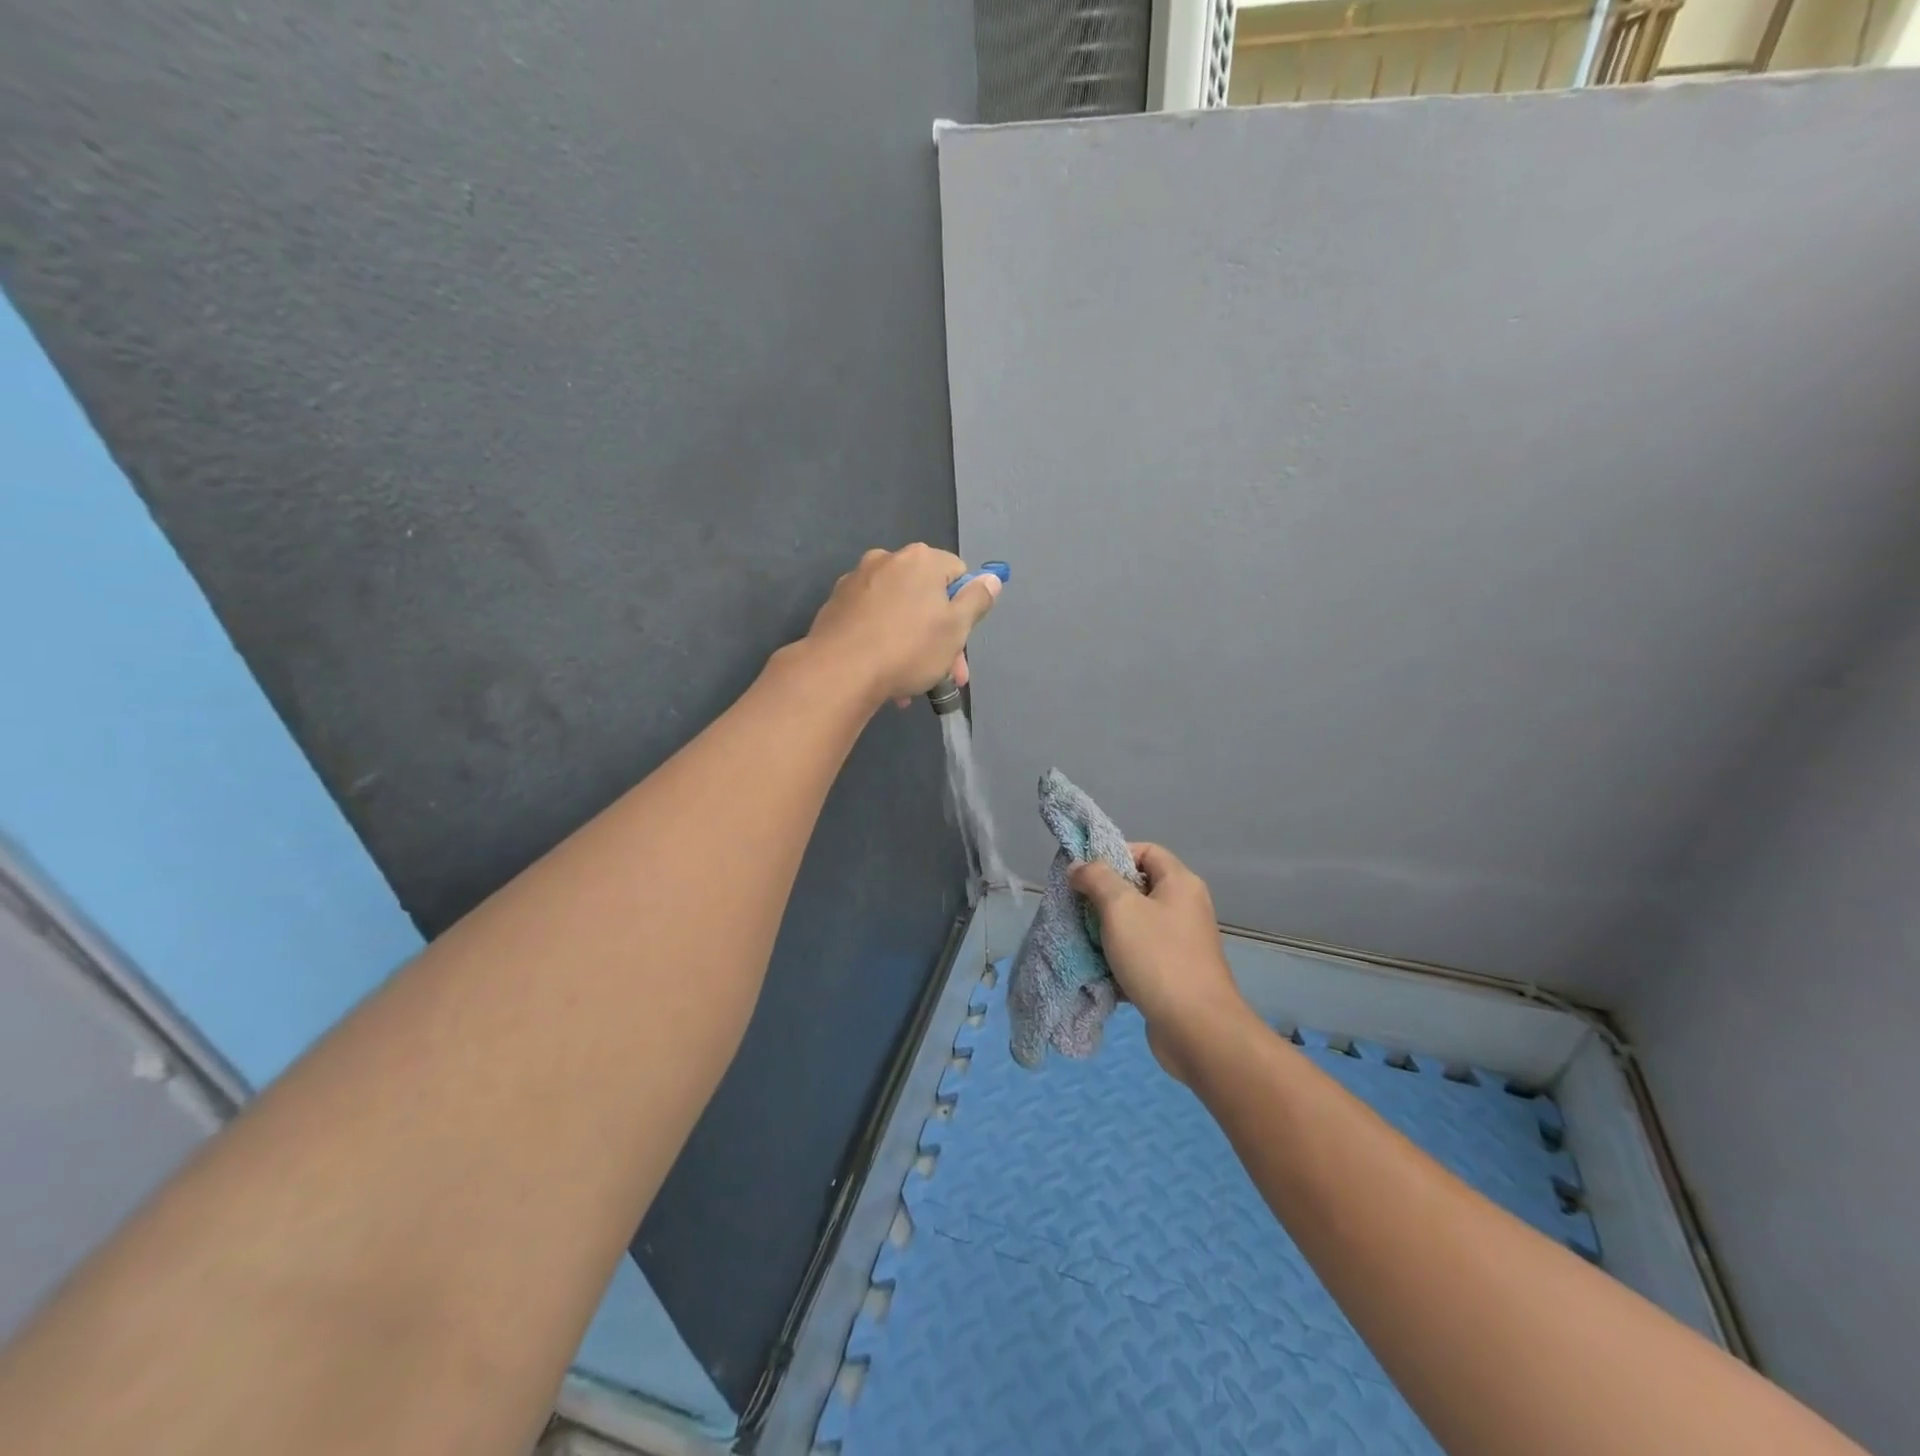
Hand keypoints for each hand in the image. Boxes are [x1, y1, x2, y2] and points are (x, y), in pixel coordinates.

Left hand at [803, 545, 1001, 706]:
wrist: (839, 672)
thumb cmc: (908, 648)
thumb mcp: (956, 628)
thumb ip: (977, 600)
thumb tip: (991, 579)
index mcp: (920, 559)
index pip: (957, 574)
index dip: (964, 609)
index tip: (961, 642)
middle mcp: (886, 560)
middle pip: (925, 596)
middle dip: (939, 636)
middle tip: (946, 675)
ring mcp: (856, 582)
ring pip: (898, 613)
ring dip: (911, 644)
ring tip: (912, 684)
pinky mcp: (835, 607)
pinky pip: (871, 623)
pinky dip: (883, 643)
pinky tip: (884, 675)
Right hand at [1070, 844, 1250, 1082]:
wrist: (1196, 1028)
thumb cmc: (1157, 957)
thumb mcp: (1120, 907)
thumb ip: (1096, 878)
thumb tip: (1079, 866)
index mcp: (1181, 883)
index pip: (1146, 850)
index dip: (1114, 854)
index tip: (1086, 874)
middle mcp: (1186, 907)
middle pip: (1140, 887)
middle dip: (1105, 895)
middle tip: (1078, 906)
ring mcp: (1182, 942)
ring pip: (1137, 923)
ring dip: (1108, 929)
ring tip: (1084, 937)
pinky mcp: (1175, 973)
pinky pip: (1141, 953)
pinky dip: (1120, 957)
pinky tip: (1099, 967)